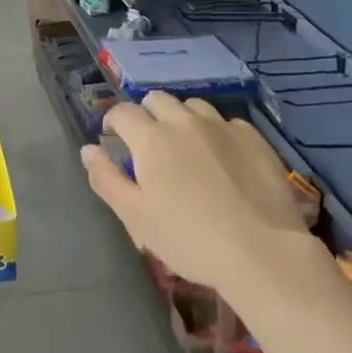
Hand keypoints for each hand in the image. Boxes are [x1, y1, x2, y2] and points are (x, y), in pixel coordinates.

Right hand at [82, 93, 315, 295]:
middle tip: (149, 144)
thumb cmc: (190, 239)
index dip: (113, 122)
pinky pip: (227, 122)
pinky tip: (223, 158)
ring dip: (181, 119)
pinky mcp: (253, 138)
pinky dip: (216, 132)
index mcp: (151, 138)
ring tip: (186, 146)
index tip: (114, 138)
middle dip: (146, 115)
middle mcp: (184, 121)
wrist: (262, 252)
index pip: (122, 112)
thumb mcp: (136, 217)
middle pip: (157, 100)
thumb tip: (89, 149)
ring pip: (192, 106)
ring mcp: (222, 126)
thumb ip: (106, 179)